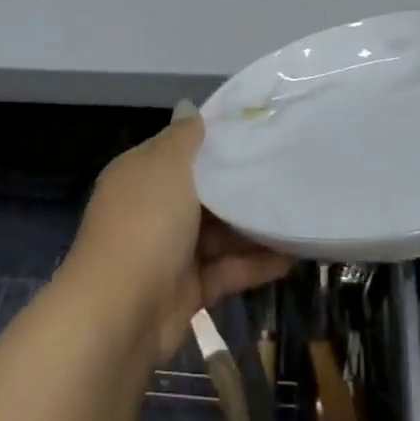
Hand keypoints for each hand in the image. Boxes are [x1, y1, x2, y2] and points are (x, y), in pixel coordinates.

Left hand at [64, 110, 294, 359]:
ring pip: (219, 233)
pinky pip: (227, 270)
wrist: (120, 314)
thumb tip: (188, 106)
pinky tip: (292, 256)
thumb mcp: (166, 166)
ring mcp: (169, 252)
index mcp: (141, 174)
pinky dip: (255, 264)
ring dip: (254, 227)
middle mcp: (152, 210)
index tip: (260, 132)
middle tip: (288, 173)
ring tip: (299, 214)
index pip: (180, 149)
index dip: (216, 141)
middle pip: (204, 192)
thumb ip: (184, 137)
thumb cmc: (145, 224)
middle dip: (241, 185)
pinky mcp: (187, 290)